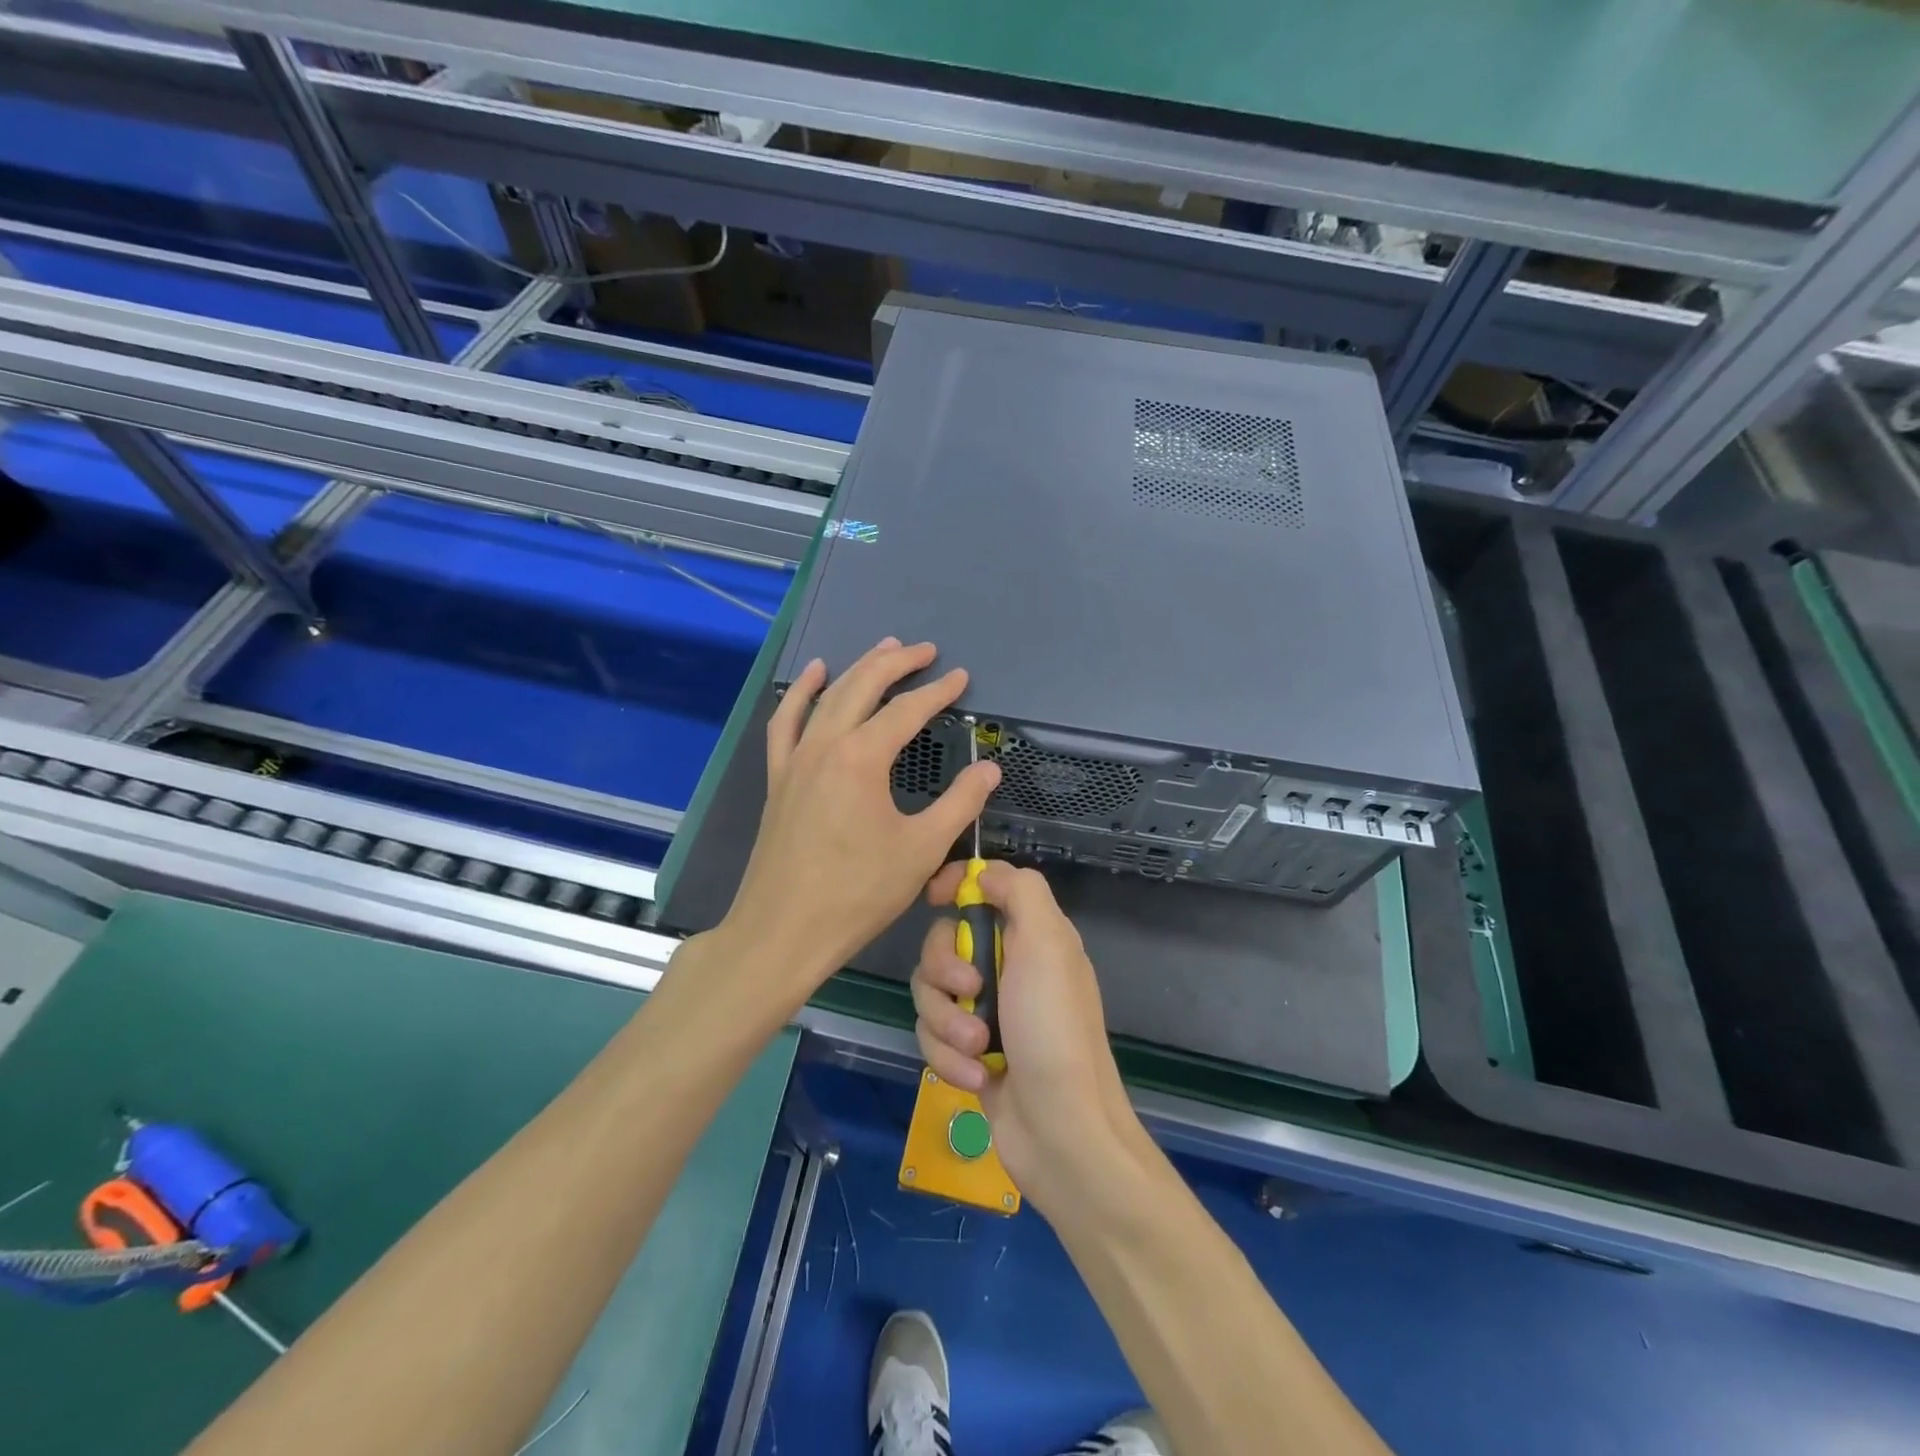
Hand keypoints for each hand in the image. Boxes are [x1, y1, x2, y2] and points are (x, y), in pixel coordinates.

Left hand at [719, 638, 1000, 1006]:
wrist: (783, 931)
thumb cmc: (858, 894)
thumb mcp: (922, 850)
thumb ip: (960, 803)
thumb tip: (988, 769)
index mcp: (862, 758)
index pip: (907, 710)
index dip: (938, 692)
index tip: (962, 678)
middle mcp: (825, 745)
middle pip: (863, 686)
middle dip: (897, 663)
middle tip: (925, 650)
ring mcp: (796, 759)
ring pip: (827, 696)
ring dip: (857, 668)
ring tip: (883, 649)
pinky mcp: (778, 778)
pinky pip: (786, 722)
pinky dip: (802, 693)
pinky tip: (814, 676)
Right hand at [911, 861, 1139, 1210]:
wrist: (1061, 1131)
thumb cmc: (1054, 1029)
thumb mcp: (1048, 944)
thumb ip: (1020, 892)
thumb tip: (984, 874)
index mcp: (1030, 934)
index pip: (984, 886)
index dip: (956, 884)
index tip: (935, 898)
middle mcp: (1006, 965)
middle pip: (943, 940)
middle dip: (945, 970)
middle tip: (970, 993)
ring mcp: (985, 1010)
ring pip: (930, 992)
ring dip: (948, 1023)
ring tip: (978, 1049)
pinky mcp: (967, 1051)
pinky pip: (932, 1036)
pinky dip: (949, 1057)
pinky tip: (976, 1078)